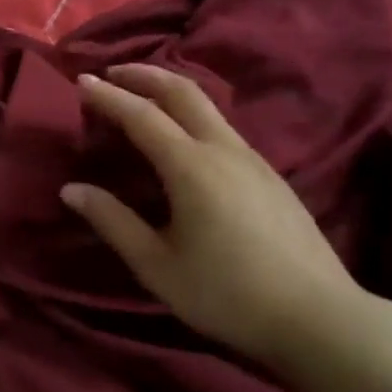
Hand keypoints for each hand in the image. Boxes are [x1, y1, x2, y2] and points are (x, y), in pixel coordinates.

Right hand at [60, 66, 365, 365]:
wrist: (320, 318)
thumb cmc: (227, 294)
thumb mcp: (157, 265)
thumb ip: (113, 221)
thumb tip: (71, 190)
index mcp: (192, 167)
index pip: (141, 115)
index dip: (108, 96)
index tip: (81, 81)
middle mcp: (225, 150)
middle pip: (183, 92)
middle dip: (144, 75)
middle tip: (111, 72)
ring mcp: (254, 160)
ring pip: (208, 107)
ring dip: (170, 92)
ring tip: (141, 99)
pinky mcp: (271, 176)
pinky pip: (223, 128)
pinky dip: (191, 115)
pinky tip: (182, 139)